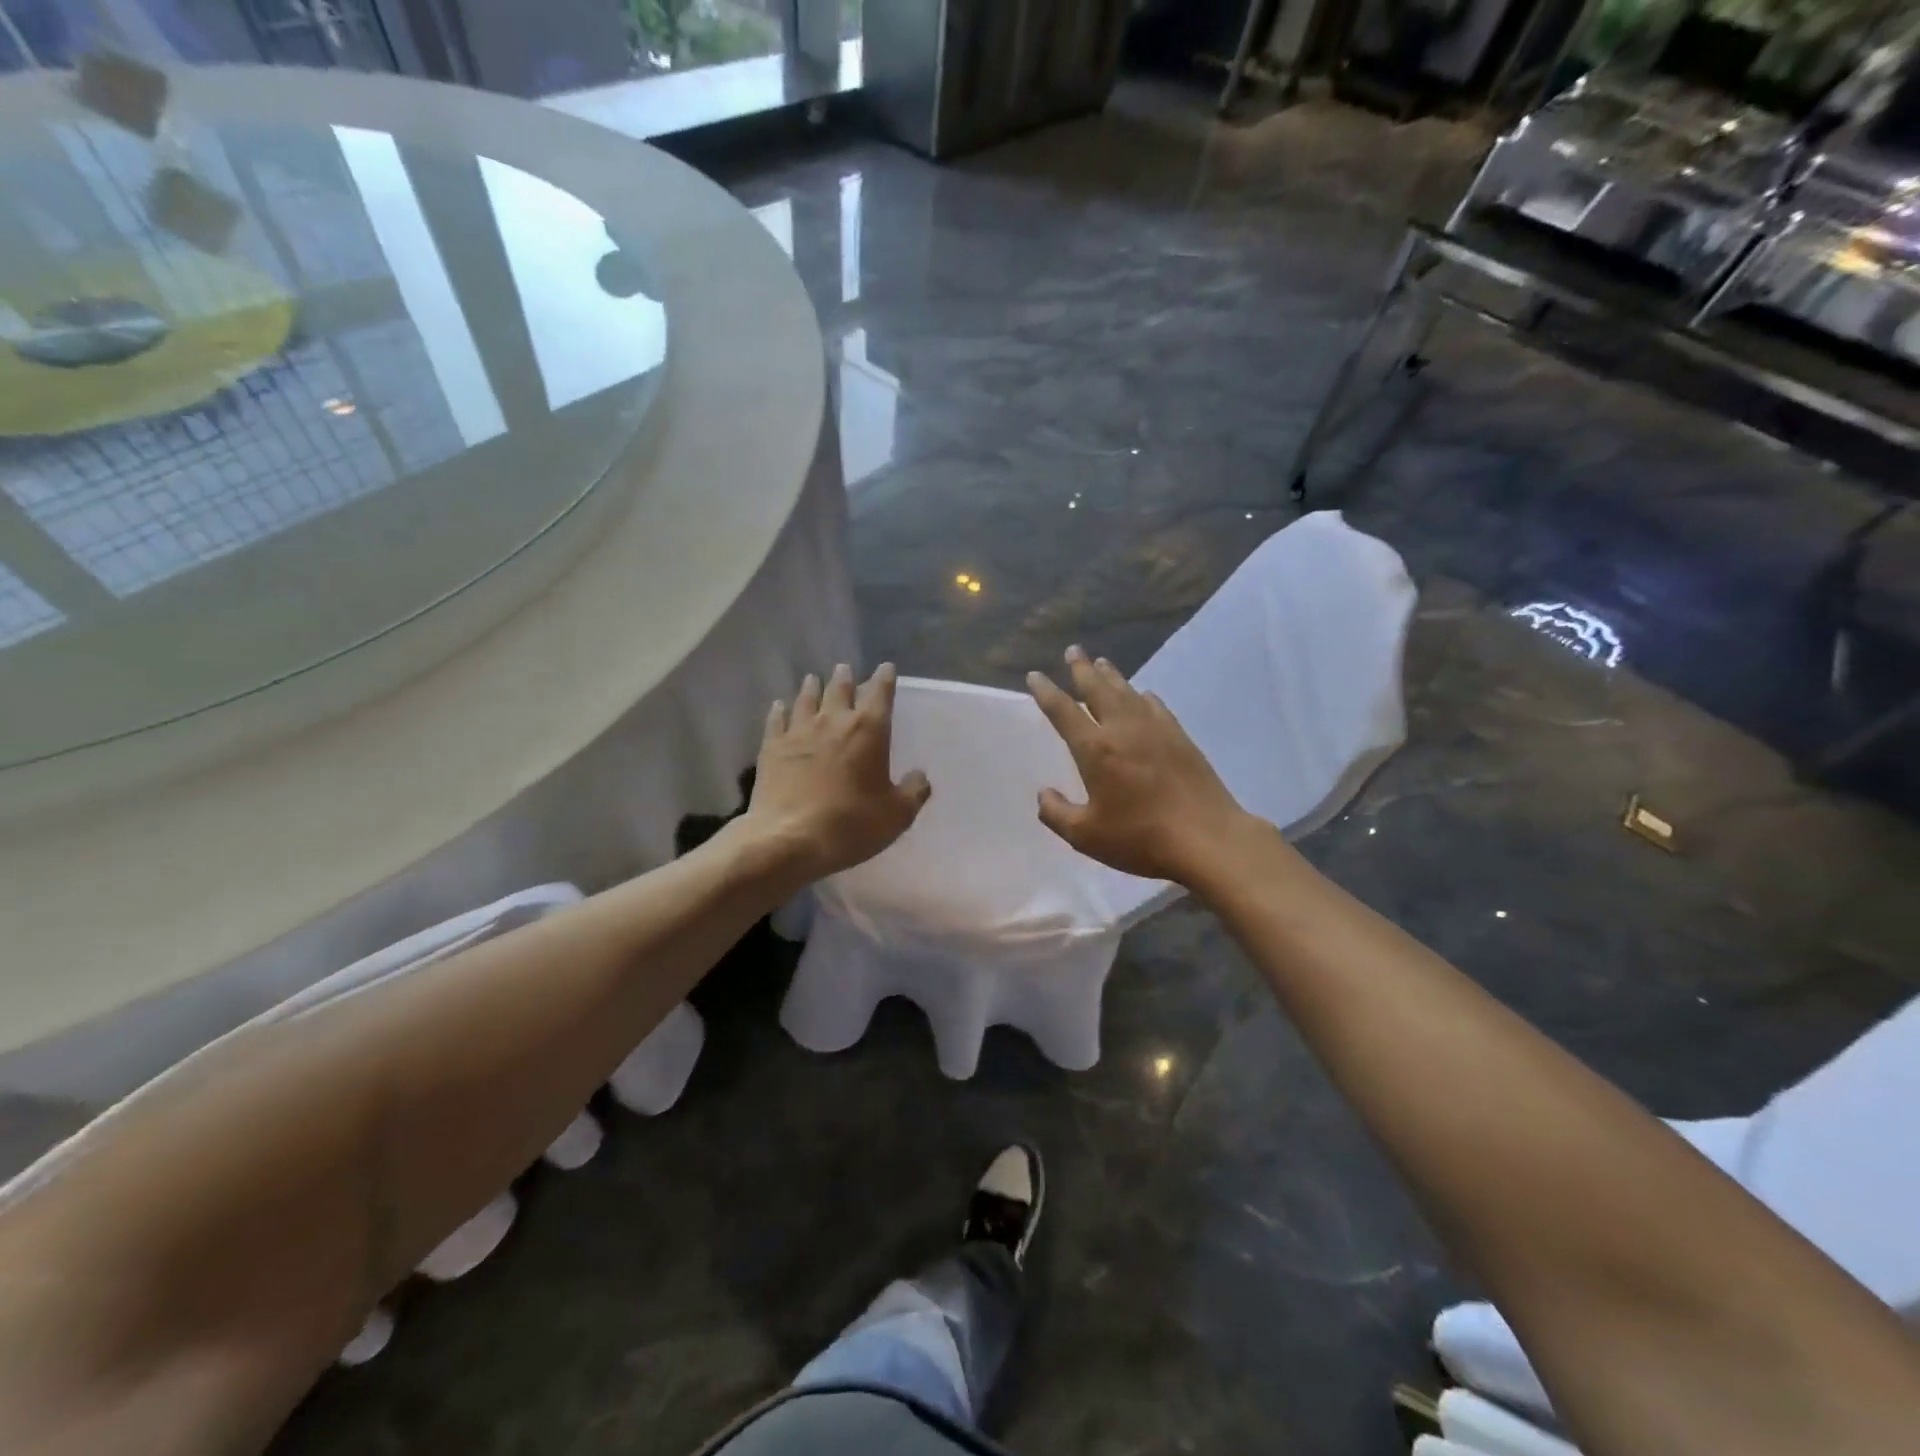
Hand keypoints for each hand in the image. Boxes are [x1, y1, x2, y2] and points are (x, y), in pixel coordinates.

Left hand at [746, 662, 930, 883]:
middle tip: (845, 668)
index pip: (880, 693)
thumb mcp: (896, 815)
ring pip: (807, 699)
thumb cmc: (850, 825)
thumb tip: (920, 776)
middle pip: (840, 689)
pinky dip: (780, 710)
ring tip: (814, 679)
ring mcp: (798, 732)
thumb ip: (914, 791)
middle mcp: (833, 721)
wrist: (788, 839)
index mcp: (869, 731)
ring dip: (813, 687)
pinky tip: (779, 706)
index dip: (885, 678)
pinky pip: (776, 719)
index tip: (886, 668)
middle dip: (845, 677)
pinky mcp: (772, 747)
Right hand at [1027, 646, 1248, 884]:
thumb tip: (1044, 794)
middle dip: (1081, 668)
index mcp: (1095, 749)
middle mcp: (1123, 729)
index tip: (1035, 676)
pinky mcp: (1180, 737)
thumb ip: (1057, 814)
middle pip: (1098, 688)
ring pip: (1127, 692)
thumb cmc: (1140, 838)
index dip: (1046, 692)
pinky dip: (1143, 696)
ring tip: (1101, 661)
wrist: (1207, 838)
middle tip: (1072, 650)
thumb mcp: (1086, 836)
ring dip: (1111, 675)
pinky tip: (1143, 694)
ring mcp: (1155, 729)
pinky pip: (1155, 706)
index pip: (1063, 711)